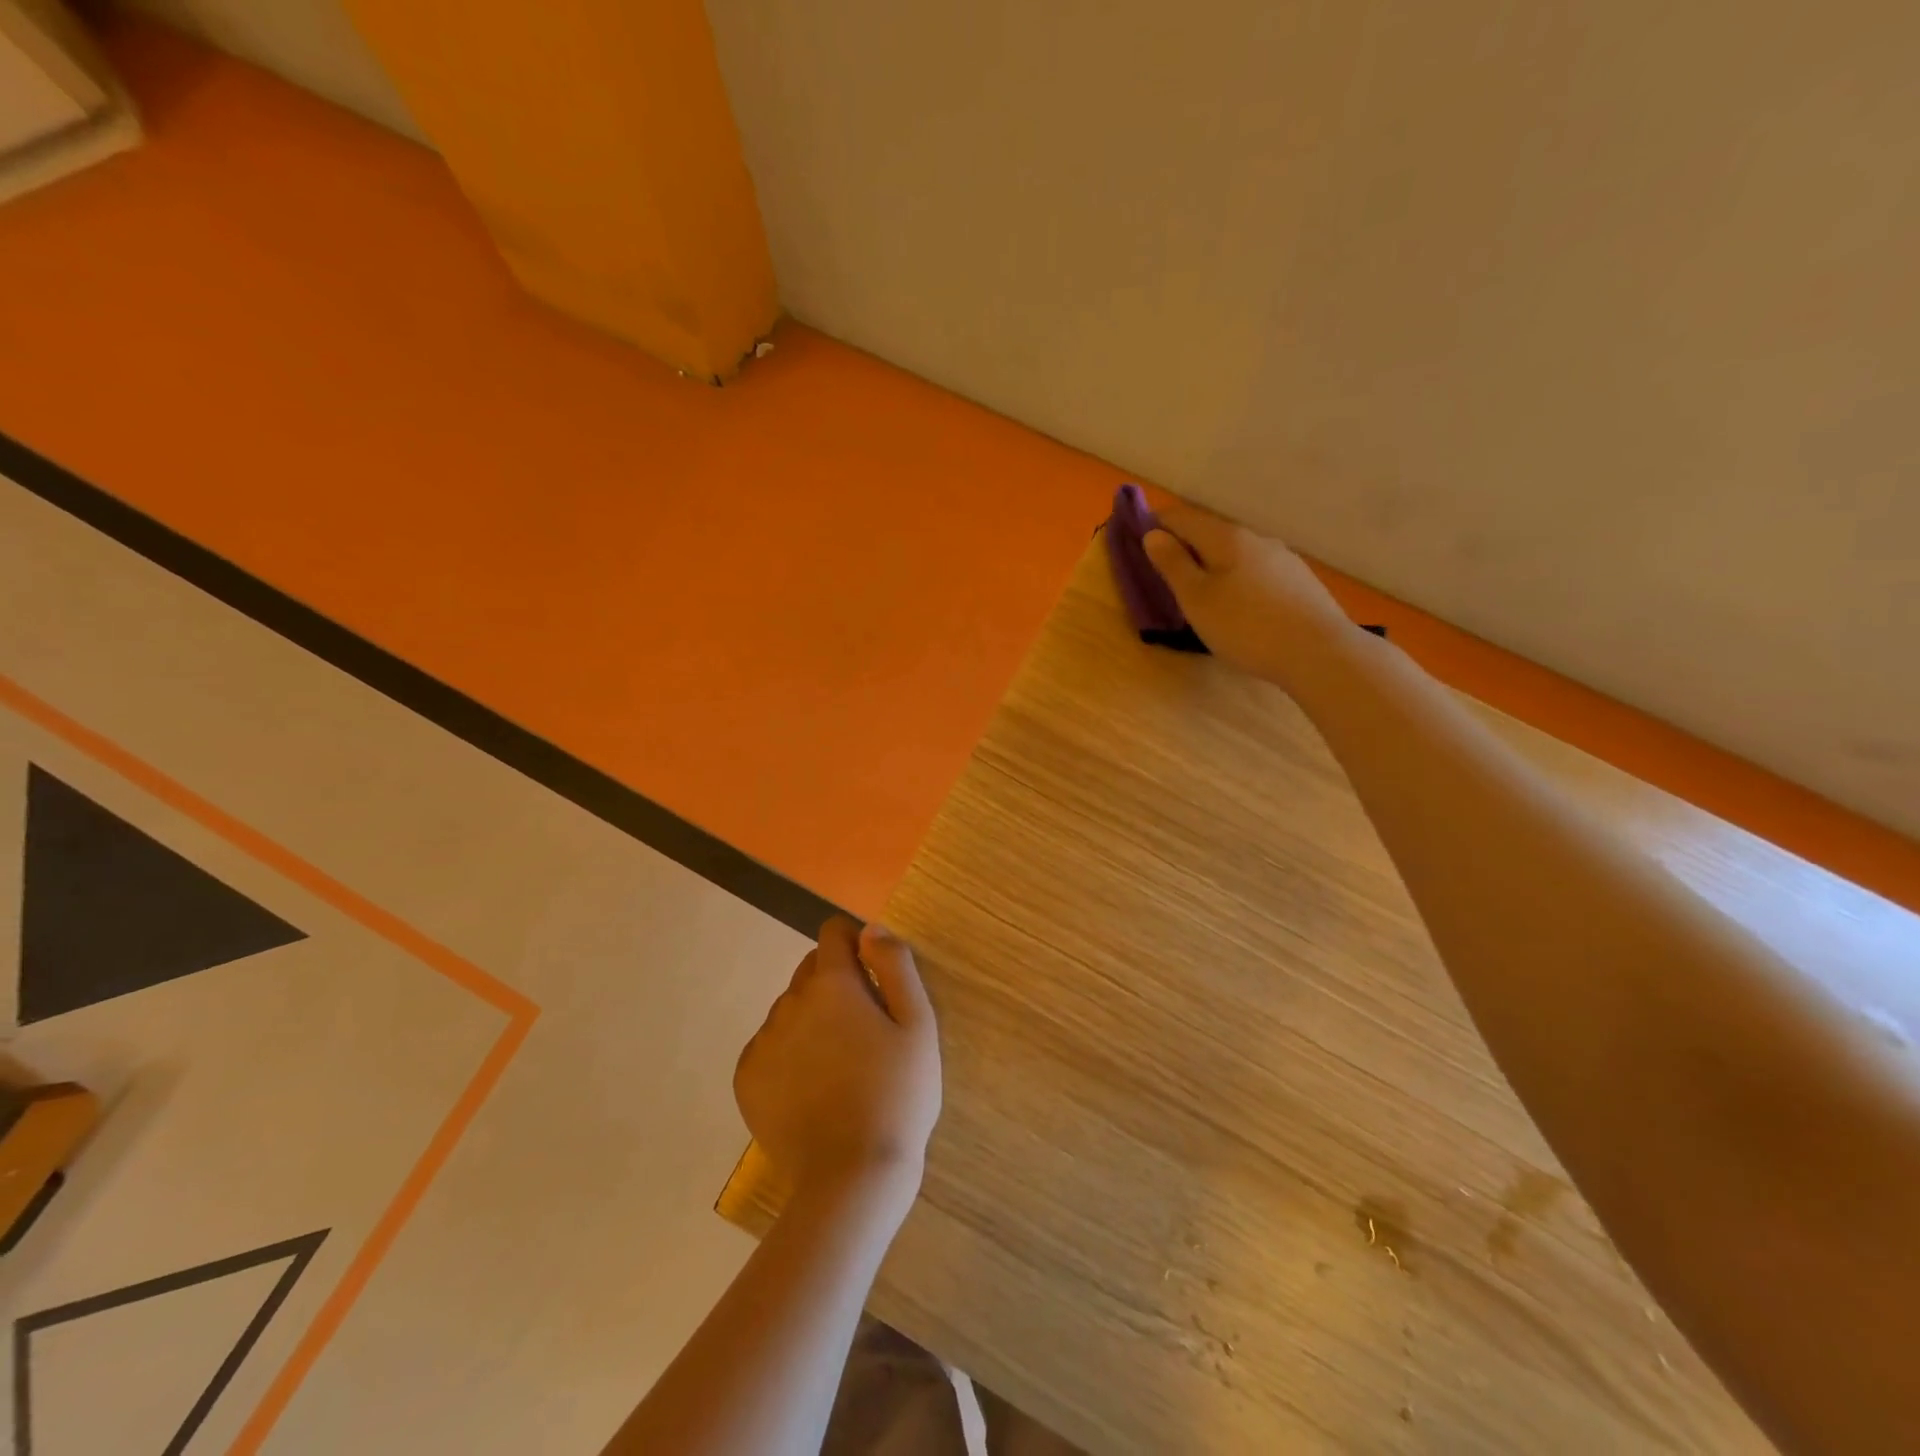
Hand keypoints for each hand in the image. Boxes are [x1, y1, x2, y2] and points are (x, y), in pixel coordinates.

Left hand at [734, 917, 941, 1207]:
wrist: (852, 1179)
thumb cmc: (898, 1095)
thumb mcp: (918, 1024)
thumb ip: (896, 965)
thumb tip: (871, 928)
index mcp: (832, 983)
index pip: (833, 932)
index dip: (856, 944)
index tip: (874, 976)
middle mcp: (789, 1002)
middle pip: (811, 969)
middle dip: (836, 983)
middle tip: (864, 1030)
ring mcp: (763, 1041)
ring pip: (791, 1009)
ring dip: (812, 1019)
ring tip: (840, 1066)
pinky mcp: (746, 1079)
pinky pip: (770, 1045)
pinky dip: (789, 1053)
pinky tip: (813, 1088)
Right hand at [1143, 502, 1356, 689]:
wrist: (1318, 653)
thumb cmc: (1245, 626)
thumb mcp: (1196, 599)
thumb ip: (1173, 564)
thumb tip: (1153, 534)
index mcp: (1226, 538)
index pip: (1183, 518)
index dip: (1157, 524)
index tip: (1138, 538)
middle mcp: (1257, 539)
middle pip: (1212, 533)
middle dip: (1186, 546)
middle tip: (1165, 572)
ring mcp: (1283, 559)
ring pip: (1237, 554)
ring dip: (1214, 564)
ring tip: (1202, 592)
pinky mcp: (1300, 582)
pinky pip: (1258, 572)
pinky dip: (1238, 579)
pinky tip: (1240, 605)